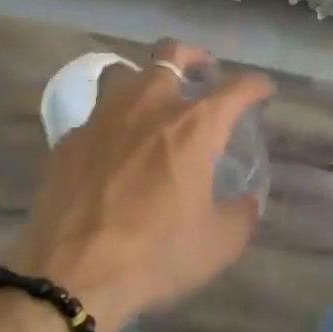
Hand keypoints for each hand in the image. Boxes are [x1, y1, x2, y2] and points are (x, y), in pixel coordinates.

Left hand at [15, 40, 273, 331]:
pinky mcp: (69, 140)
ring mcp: (103, 119)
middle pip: (172, 55)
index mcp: (194, 126)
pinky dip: (113, 120)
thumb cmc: (156, 255)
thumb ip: (241, 214)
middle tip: (204, 73)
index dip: (256, 85)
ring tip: (153, 102)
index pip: (236, 88)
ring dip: (145, 79)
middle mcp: (149, 107)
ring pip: (124, 72)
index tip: (263, 90)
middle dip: (195, 57)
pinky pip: (96, 113)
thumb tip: (246, 202)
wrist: (72, 276)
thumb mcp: (219, 243)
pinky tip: (115, 147)